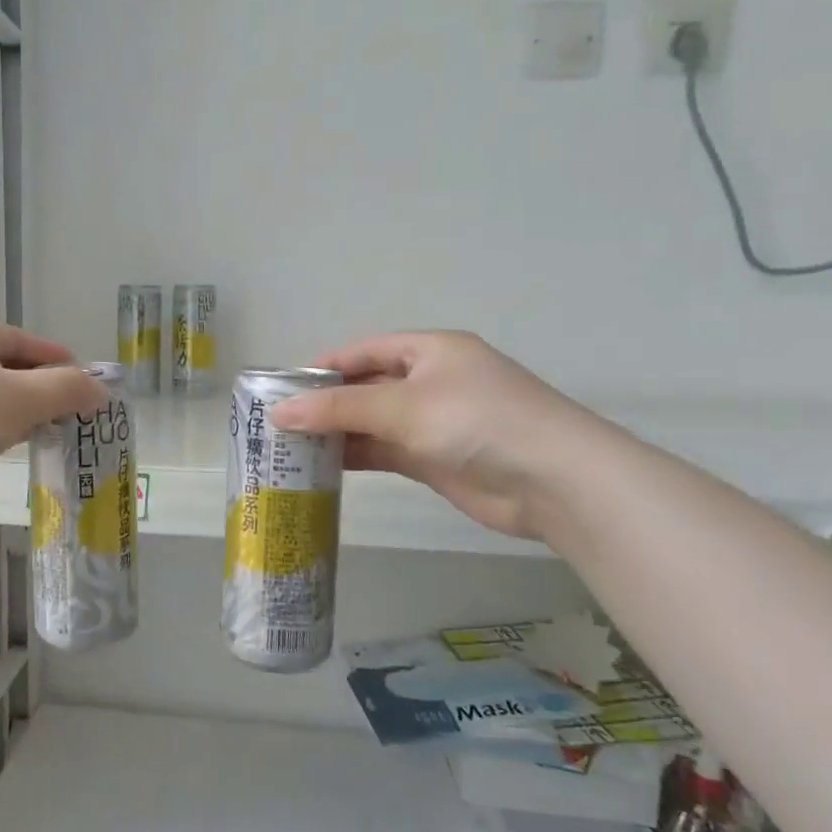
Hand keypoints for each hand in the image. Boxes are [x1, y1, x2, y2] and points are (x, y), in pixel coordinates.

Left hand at [0, 321, 108, 523]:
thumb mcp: (22, 398)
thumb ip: (67, 391)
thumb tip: (100, 391)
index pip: (36, 345)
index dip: (68, 368)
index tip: (94, 398)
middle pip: (16, 371)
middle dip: (48, 395)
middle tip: (77, 424)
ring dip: (23, 418)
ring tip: (51, 440)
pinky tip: (8, 452)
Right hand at [269, 331, 596, 540]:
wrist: (552, 480)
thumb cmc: (477, 421)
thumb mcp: (403, 405)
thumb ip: (339, 408)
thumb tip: (279, 412)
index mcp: (429, 351)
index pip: (364, 350)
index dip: (324, 366)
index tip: (282, 387)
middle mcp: (430, 381)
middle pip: (366, 386)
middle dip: (325, 402)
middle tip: (278, 421)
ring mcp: (433, 422)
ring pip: (372, 421)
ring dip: (337, 432)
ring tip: (290, 445)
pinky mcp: (434, 458)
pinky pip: (385, 450)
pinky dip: (356, 455)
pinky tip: (323, 466)